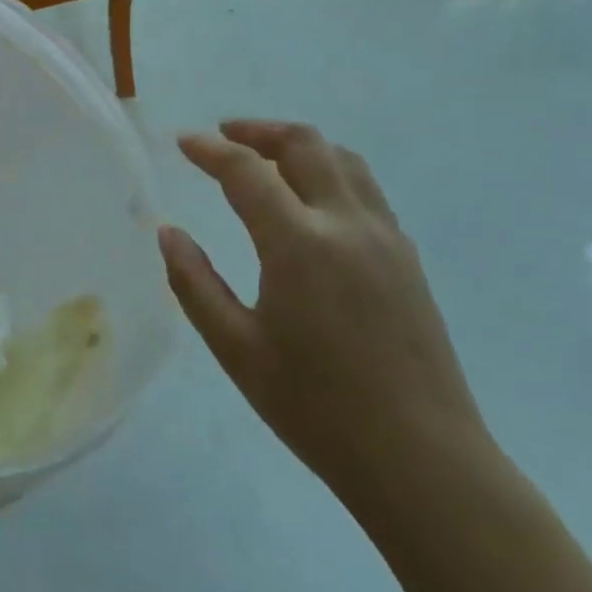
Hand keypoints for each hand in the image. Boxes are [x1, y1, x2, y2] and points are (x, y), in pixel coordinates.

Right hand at [160, 121, 487, 495]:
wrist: (422, 461)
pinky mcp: (407, 259)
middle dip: (258, 131)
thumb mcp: (236, 349)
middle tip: (224, 136)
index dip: (210, 150)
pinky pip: (365, 190)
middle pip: (304, 145)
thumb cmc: (316, 409)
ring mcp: (385, 238)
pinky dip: (329, 172)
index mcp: (299, 244)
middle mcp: (346, 225)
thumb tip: (168, 233)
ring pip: (343, 160)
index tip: (184, 142)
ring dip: (299, 146)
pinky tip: (310, 202)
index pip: (247, 172)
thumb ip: (194, 283)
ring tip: (266, 158)